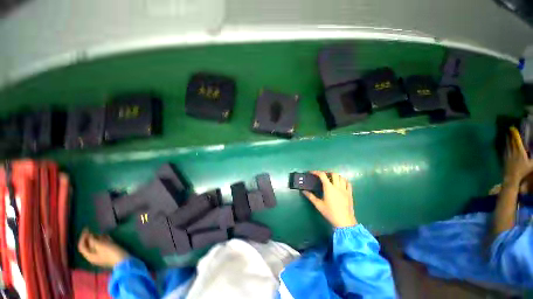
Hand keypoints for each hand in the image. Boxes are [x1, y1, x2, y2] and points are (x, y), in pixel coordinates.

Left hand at [78, 229, 128, 267]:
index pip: (82, 246)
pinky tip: (107, 237)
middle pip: (88, 246)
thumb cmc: (111, 253)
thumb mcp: (101, 246)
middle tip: (94, 230)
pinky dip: (102, 241)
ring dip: (97, 239)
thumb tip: (89, 236)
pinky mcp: (107, 254)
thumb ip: (93, 241)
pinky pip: (102, 247)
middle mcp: (93, 256)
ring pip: (95, 246)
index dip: (83, 237)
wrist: (123, 261)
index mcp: (89, 256)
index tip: (87, 229)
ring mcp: (100, 256)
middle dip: (90, 238)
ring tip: (102, 233)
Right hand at [302, 171, 356, 227]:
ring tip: (331, 179)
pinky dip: (344, 181)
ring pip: (341, 177)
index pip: (322, 175)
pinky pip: (348, 184)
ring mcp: (345, 190)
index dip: (316, 172)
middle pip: (333, 174)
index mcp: (329, 188)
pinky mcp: (350, 194)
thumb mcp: (318, 205)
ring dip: (336, 176)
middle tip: (323, 176)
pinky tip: (341, 184)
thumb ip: (310, 196)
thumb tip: (303, 191)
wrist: (344, 221)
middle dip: (327, 173)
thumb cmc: (330, 213)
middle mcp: (337, 186)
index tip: (311, 173)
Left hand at [504, 127, 532, 184]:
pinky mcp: (504, 159)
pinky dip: (505, 146)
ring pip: (507, 145)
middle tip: (509, 129)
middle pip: (511, 141)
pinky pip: (505, 150)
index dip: (515, 134)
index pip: (516, 141)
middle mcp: (512, 152)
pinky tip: (505, 144)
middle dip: (510, 135)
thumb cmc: (523, 171)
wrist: (511, 178)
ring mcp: (508, 155)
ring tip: (507, 134)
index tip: (513, 128)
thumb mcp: (531, 165)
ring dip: (507, 139)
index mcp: (519, 152)